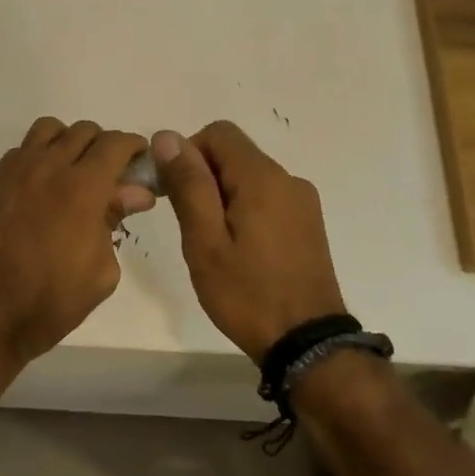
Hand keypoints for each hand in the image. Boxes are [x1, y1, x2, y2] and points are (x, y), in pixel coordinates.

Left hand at [0, 118, 156, 373]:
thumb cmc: (52, 302)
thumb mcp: (101, 270)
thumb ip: (116, 220)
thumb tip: (135, 193)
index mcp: (83, 187)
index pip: (116, 143)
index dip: (134, 147)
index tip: (140, 162)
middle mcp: (47, 167)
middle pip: (83, 131)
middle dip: (103, 146)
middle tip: (109, 175)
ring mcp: (12, 173)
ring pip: (47, 131)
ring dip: (67, 143)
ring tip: (72, 174)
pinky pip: (19, 153)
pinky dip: (37, 159)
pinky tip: (39, 191)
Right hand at [152, 122, 346, 361]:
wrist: (306, 342)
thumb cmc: (247, 293)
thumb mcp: (205, 241)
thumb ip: (188, 185)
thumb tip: (167, 136)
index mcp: (263, 178)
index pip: (218, 133)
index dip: (187, 153)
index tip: (173, 193)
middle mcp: (288, 180)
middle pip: (234, 154)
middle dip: (202, 177)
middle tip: (189, 226)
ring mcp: (303, 203)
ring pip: (249, 177)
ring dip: (222, 197)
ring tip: (212, 244)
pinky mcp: (307, 224)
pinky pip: (266, 198)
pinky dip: (243, 210)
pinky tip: (238, 251)